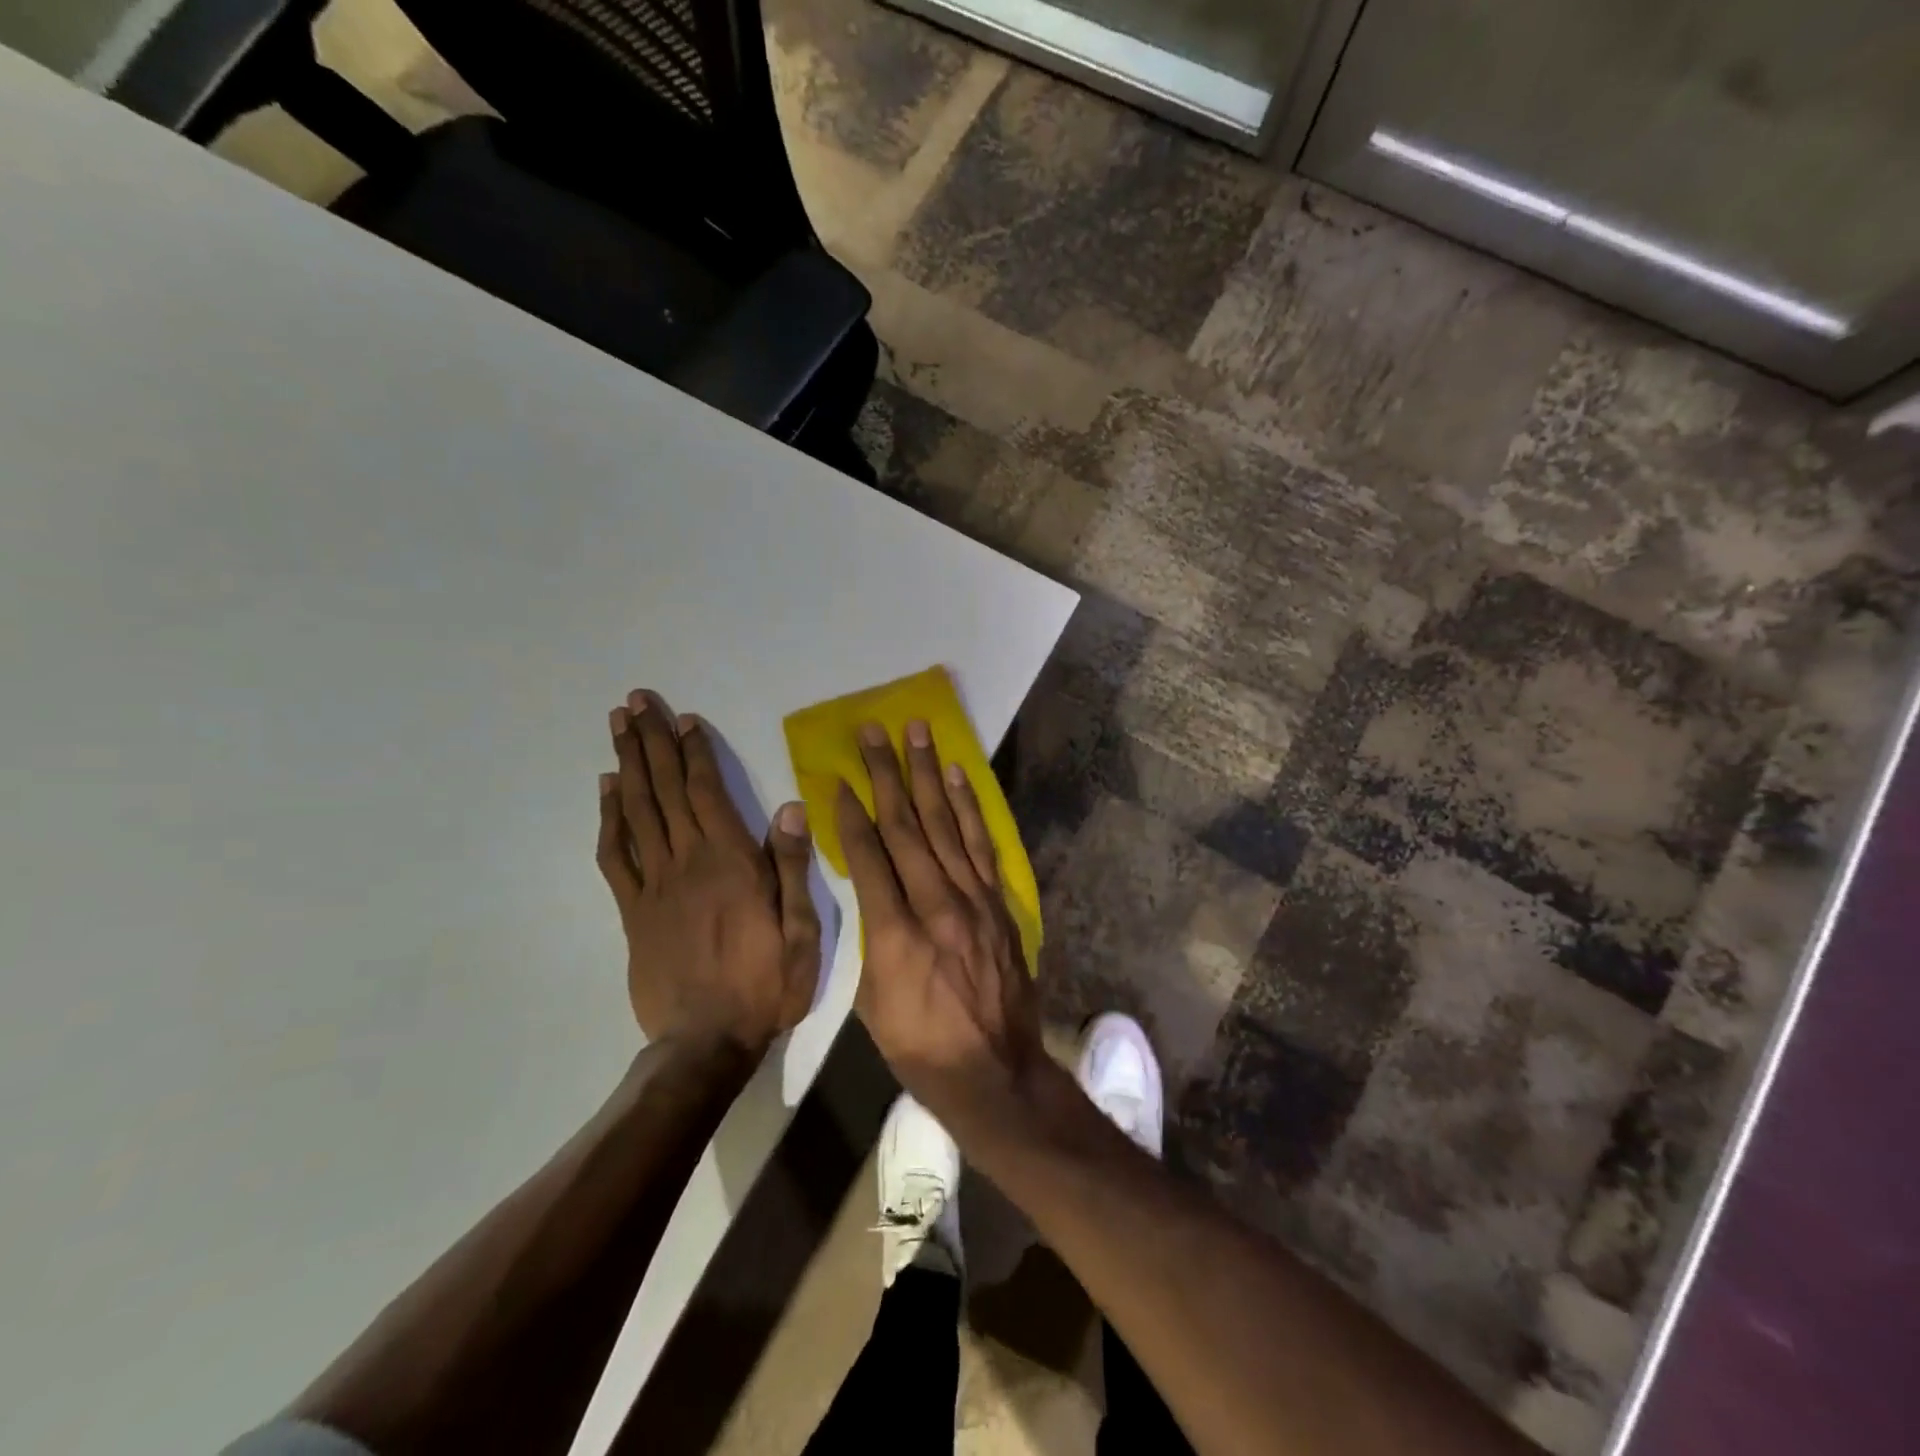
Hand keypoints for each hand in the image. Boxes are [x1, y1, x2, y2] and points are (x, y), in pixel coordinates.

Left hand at [597, 689, 819, 1051]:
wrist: (705, 1042)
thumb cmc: (765, 985)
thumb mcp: (801, 931)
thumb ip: (791, 867)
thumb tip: (788, 808)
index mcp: (730, 863)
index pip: (708, 793)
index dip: (695, 752)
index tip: (684, 718)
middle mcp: (687, 862)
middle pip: (664, 790)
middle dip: (651, 742)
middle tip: (636, 701)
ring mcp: (653, 885)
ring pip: (637, 811)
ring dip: (628, 764)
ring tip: (619, 726)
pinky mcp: (632, 910)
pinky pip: (616, 854)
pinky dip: (610, 817)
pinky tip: (608, 790)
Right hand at [835, 719, 1044, 1132]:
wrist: (994, 1071)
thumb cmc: (920, 1046)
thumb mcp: (872, 1002)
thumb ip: (873, 938)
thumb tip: (872, 892)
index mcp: (897, 934)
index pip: (869, 858)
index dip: (851, 815)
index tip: (839, 779)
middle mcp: (938, 905)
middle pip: (907, 827)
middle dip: (886, 775)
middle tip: (874, 732)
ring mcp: (974, 899)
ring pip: (945, 824)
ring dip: (929, 774)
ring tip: (917, 733)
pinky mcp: (998, 902)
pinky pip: (981, 844)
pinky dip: (968, 807)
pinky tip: (958, 776)